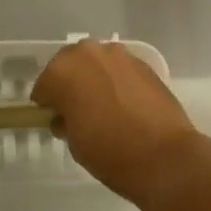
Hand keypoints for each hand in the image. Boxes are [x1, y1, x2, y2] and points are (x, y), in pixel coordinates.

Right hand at [33, 40, 210, 210]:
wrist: (165, 157)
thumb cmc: (111, 153)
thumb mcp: (75, 144)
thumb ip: (65, 121)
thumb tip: (67, 116)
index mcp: (62, 71)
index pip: (44, 86)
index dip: (47, 104)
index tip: (55, 120)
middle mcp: (87, 53)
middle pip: (69, 65)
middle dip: (69, 84)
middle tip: (76, 111)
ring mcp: (117, 54)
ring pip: (95, 62)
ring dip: (93, 78)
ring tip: (102, 105)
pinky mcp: (142, 62)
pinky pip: (118, 69)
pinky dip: (116, 81)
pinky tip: (124, 104)